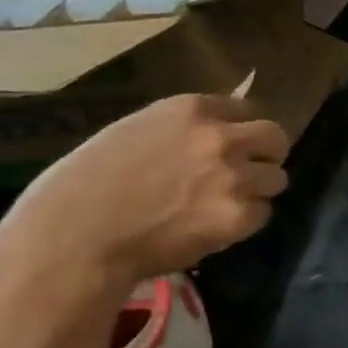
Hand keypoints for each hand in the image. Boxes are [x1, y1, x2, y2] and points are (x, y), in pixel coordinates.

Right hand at [0, 94, 290, 292]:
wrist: (71, 238)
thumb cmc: (84, 185)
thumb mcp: (133, 133)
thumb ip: (184, 131)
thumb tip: (224, 133)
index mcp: (190, 111)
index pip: (246, 109)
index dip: (241, 129)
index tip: (234, 143)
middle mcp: (221, 138)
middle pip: (276, 138)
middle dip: (265, 155)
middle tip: (245, 172)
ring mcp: (236, 176)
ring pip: (276, 178)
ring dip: (257, 190)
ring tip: (220, 203)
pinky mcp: (242, 213)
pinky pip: (263, 213)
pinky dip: (244, 221)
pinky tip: (210, 225)